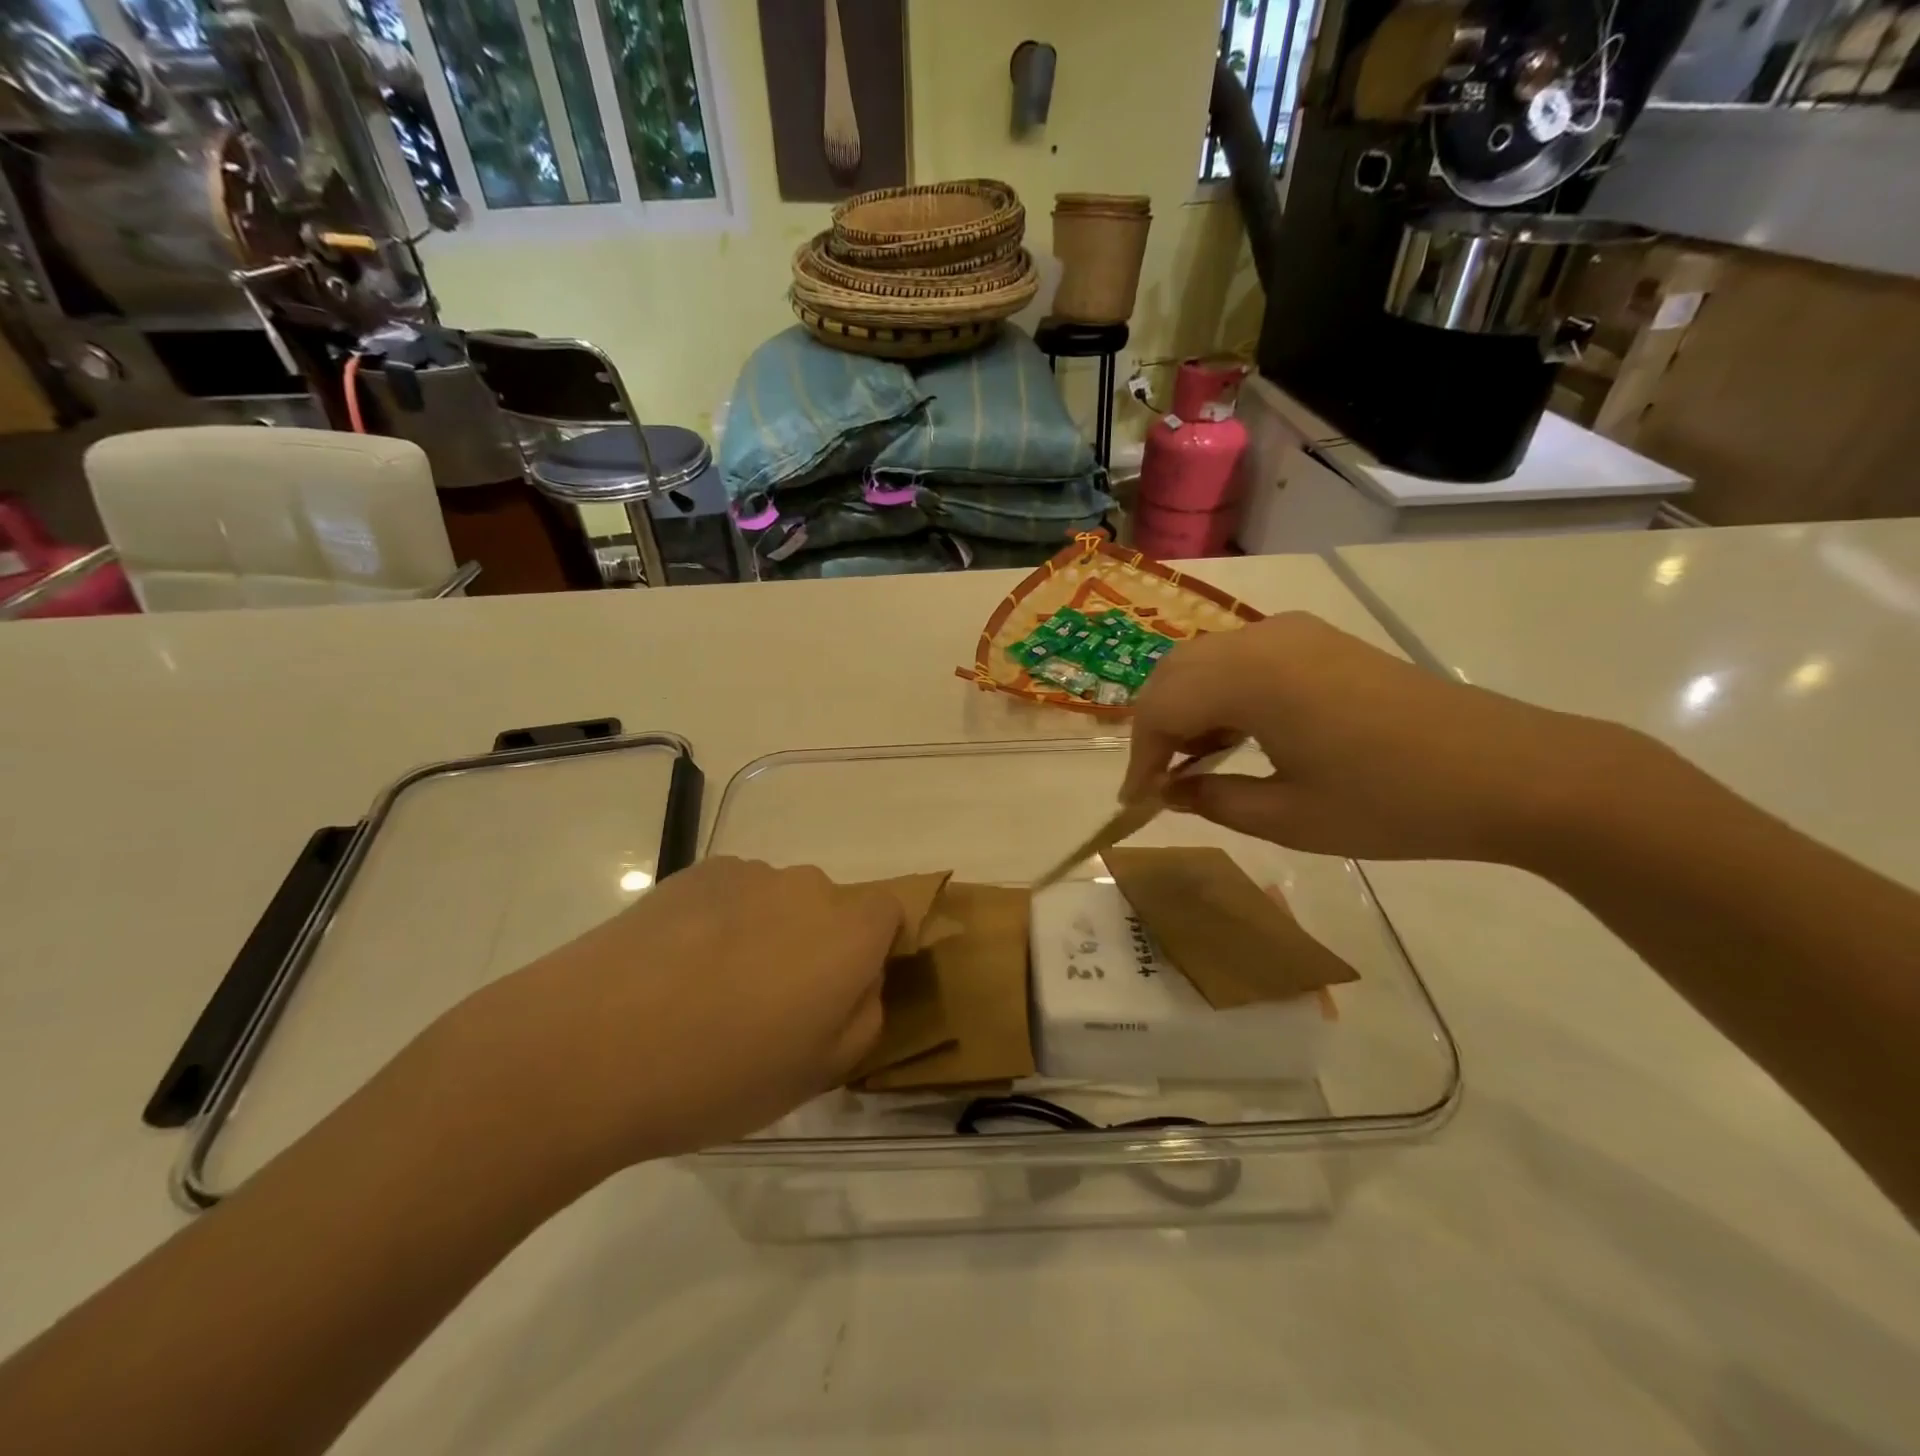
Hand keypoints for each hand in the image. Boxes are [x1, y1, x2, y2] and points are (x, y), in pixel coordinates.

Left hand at [436, 858, 898, 1180]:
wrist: (589, 1046)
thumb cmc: (720, 1073)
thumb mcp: (818, 1074)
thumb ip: (864, 1018)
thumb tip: (859, 981)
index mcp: (851, 932)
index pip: (892, 913)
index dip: (878, 949)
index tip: (844, 994)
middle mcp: (808, 887)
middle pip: (832, 909)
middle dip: (818, 948)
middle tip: (773, 1008)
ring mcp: (748, 874)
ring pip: (779, 901)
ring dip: (767, 934)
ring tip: (712, 993)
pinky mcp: (694, 873)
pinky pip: (732, 894)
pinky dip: (722, 921)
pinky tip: (676, 969)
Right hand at [1123, 611, 1649, 862]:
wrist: (1513, 772)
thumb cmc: (1393, 803)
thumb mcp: (1289, 817)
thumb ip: (1213, 799)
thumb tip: (1170, 792)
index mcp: (1250, 678)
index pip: (1161, 709)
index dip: (1140, 758)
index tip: (1137, 804)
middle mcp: (1263, 640)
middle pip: (1174, 673)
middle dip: (1154, 728)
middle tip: (1158, 782)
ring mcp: (1296, 634)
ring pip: (1206, 661)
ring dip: (1186, 707)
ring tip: (1193, 763)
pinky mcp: (1321, 641)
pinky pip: (1243, 658)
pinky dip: (1220, 693)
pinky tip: (1236, 734)